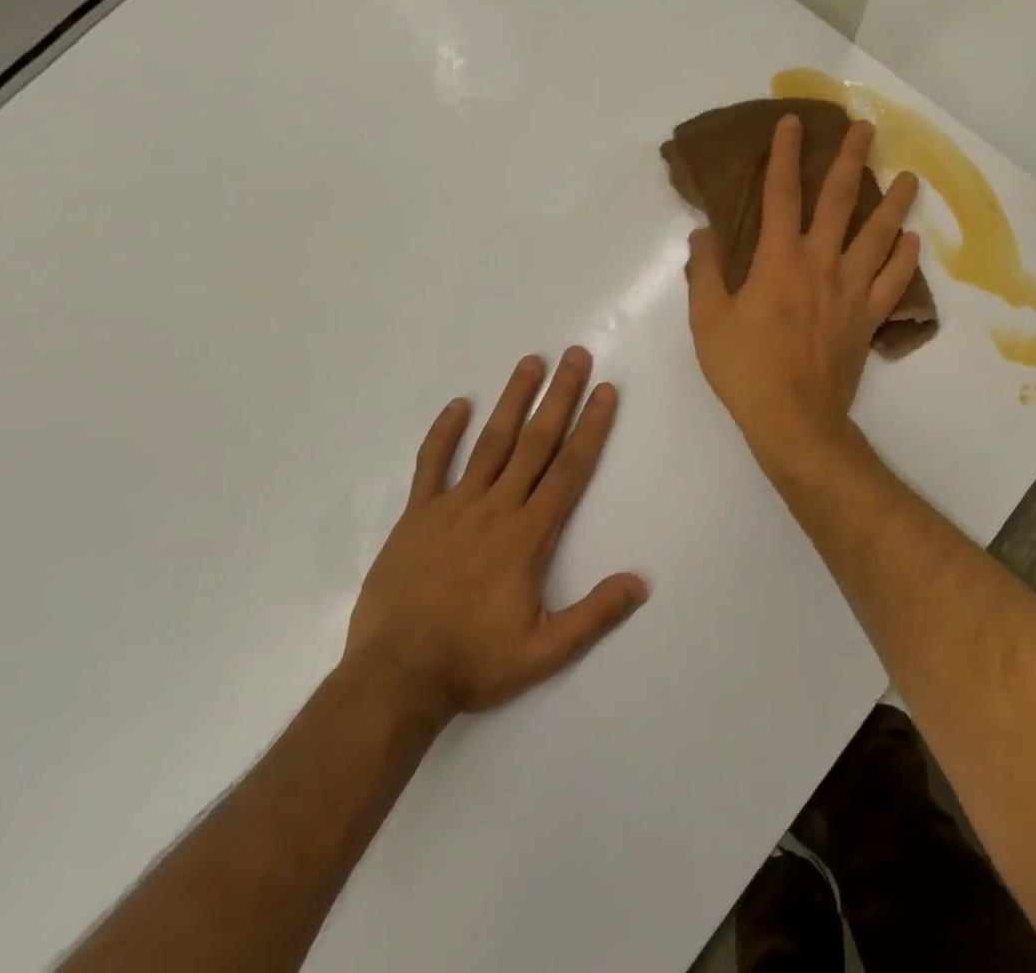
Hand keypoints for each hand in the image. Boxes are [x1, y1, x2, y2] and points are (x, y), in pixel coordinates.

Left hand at [343, 348, 647, 717]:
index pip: (569, 469)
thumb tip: (641, 582)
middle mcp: (496, 508)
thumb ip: (594, 614)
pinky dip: (444, 432)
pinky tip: (458, 404)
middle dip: (560, 396)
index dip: (591, 427)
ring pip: (491, 442)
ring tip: (531, 363)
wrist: (395, 679)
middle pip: (536, 442)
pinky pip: (432, 465)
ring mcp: (453, 507)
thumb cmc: (473, 662)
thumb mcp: (544, 651)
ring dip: (513, 400)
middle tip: (575, 356)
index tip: (605, 391)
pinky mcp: (417, 515)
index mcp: (529, 535)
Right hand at [686, 115, 920, 480]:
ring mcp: (851, 289)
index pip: (781, 193)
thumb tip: (704, 233)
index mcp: (779, 259)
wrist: (794, 419)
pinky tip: (912, 241)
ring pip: (879, 235)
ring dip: (895, 203)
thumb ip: (705, 271)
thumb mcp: (708, 319)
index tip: (792, 122)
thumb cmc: (745, 368)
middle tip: (865, 129)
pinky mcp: (868, 317)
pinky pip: (893, 281)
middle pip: (840, 200)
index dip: (785, 154)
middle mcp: (821, 262)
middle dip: (850, 159)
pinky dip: (905, 259)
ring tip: (910, 177)